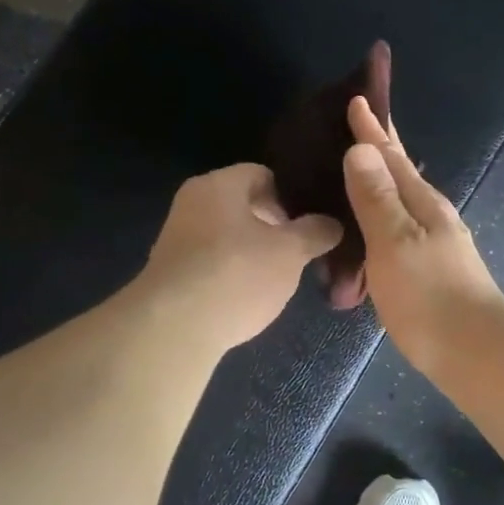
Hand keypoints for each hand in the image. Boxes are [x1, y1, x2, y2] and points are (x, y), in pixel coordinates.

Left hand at [140, 164, 342, 351]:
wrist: (174, 329)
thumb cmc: (237, 275)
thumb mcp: (289, 252)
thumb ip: (314, 232)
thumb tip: (332, 224)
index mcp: (218, 184)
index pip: (263, 174)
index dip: (292, 196)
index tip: (313, 221)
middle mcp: (192, 203)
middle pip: (244, 205)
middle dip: (275, 226)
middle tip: (302, 250)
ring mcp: (177, 238)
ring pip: (228, 236)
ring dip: (254, 252)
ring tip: (280, 277)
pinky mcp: (171, 273)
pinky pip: (212, 263)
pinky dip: (233, 273)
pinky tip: (249, 296)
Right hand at [341, 97, 503, 374]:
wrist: (475, 354)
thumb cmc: (429, 296)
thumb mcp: (395, 241)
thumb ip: (376, 197)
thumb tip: (361, 148)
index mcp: (423, 203)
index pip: (393, 155)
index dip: (374, 128)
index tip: (358, 98)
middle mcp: (432, 216)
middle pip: (401, 172)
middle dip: (380, 147)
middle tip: (356, 124)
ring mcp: (434, 244)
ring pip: (400, 201)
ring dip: (378, 182)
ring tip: (352, 172)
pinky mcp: (429, 271)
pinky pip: (397, 229)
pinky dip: (379, 218)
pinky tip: (368, 230)